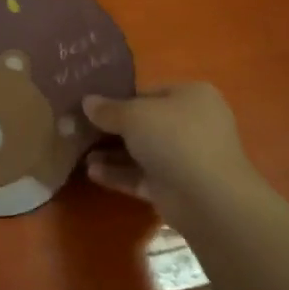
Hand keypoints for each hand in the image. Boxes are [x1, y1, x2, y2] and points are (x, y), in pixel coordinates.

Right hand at [82, 83, 260, 231]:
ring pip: (142, 152)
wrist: (208, 196)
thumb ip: (107, 109)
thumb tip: (86, 101)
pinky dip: (119, 174)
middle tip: (80, 132)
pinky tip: (92, 173)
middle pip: (144, 124)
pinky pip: (143, 176)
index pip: (148, 93)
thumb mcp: (133, 115)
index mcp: (191, 96)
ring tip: (81, 156)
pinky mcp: (177, 187)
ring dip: (112, 154)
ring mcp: (186, 157)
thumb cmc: (174, 139)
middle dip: (111, 130)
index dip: (118, 100)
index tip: (89, 108)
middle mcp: (192, 124)